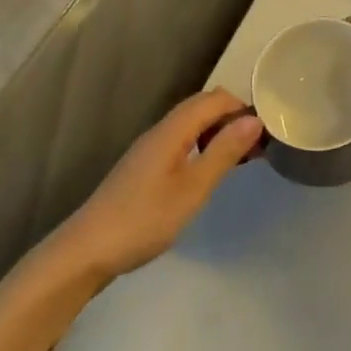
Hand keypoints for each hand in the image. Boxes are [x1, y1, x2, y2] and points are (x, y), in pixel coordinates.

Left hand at [49, 90, 263, 284]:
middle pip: (202, 106)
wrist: (86, 252)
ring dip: (217, 133)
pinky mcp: (143, 167)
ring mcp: (149, 149)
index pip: (215, 99)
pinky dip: (201, 146)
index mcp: (173, 129)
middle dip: (232, 118)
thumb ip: (224, 152)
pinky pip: (180, 141)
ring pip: (190, 124)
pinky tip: (206, 174)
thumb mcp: (193, 188)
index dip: (242, 108)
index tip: (264, 134)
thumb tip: (254, 119)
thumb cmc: (144, 219)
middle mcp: (160, 130)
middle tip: (255, 148)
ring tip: (237, 160)